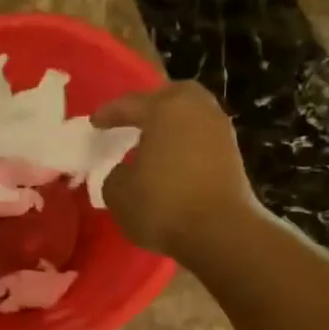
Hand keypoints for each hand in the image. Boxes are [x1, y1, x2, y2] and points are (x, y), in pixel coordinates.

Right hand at [92, 81, 260, 260]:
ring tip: (153, 142)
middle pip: (171, 96)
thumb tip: (125, 172)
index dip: (108, 114)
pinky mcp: (234, 154)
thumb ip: (115, 175)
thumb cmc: (164, 205)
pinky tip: (173, 161)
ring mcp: (220, 130)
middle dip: (150, 105)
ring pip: (191, 115)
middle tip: (133, 120)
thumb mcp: (119, 193)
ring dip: (172, 124)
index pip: (129, 104)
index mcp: (165, 109)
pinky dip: (187, 143)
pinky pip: (203, 137)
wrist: (222, 233)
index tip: (95, 123)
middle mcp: (197, 110)